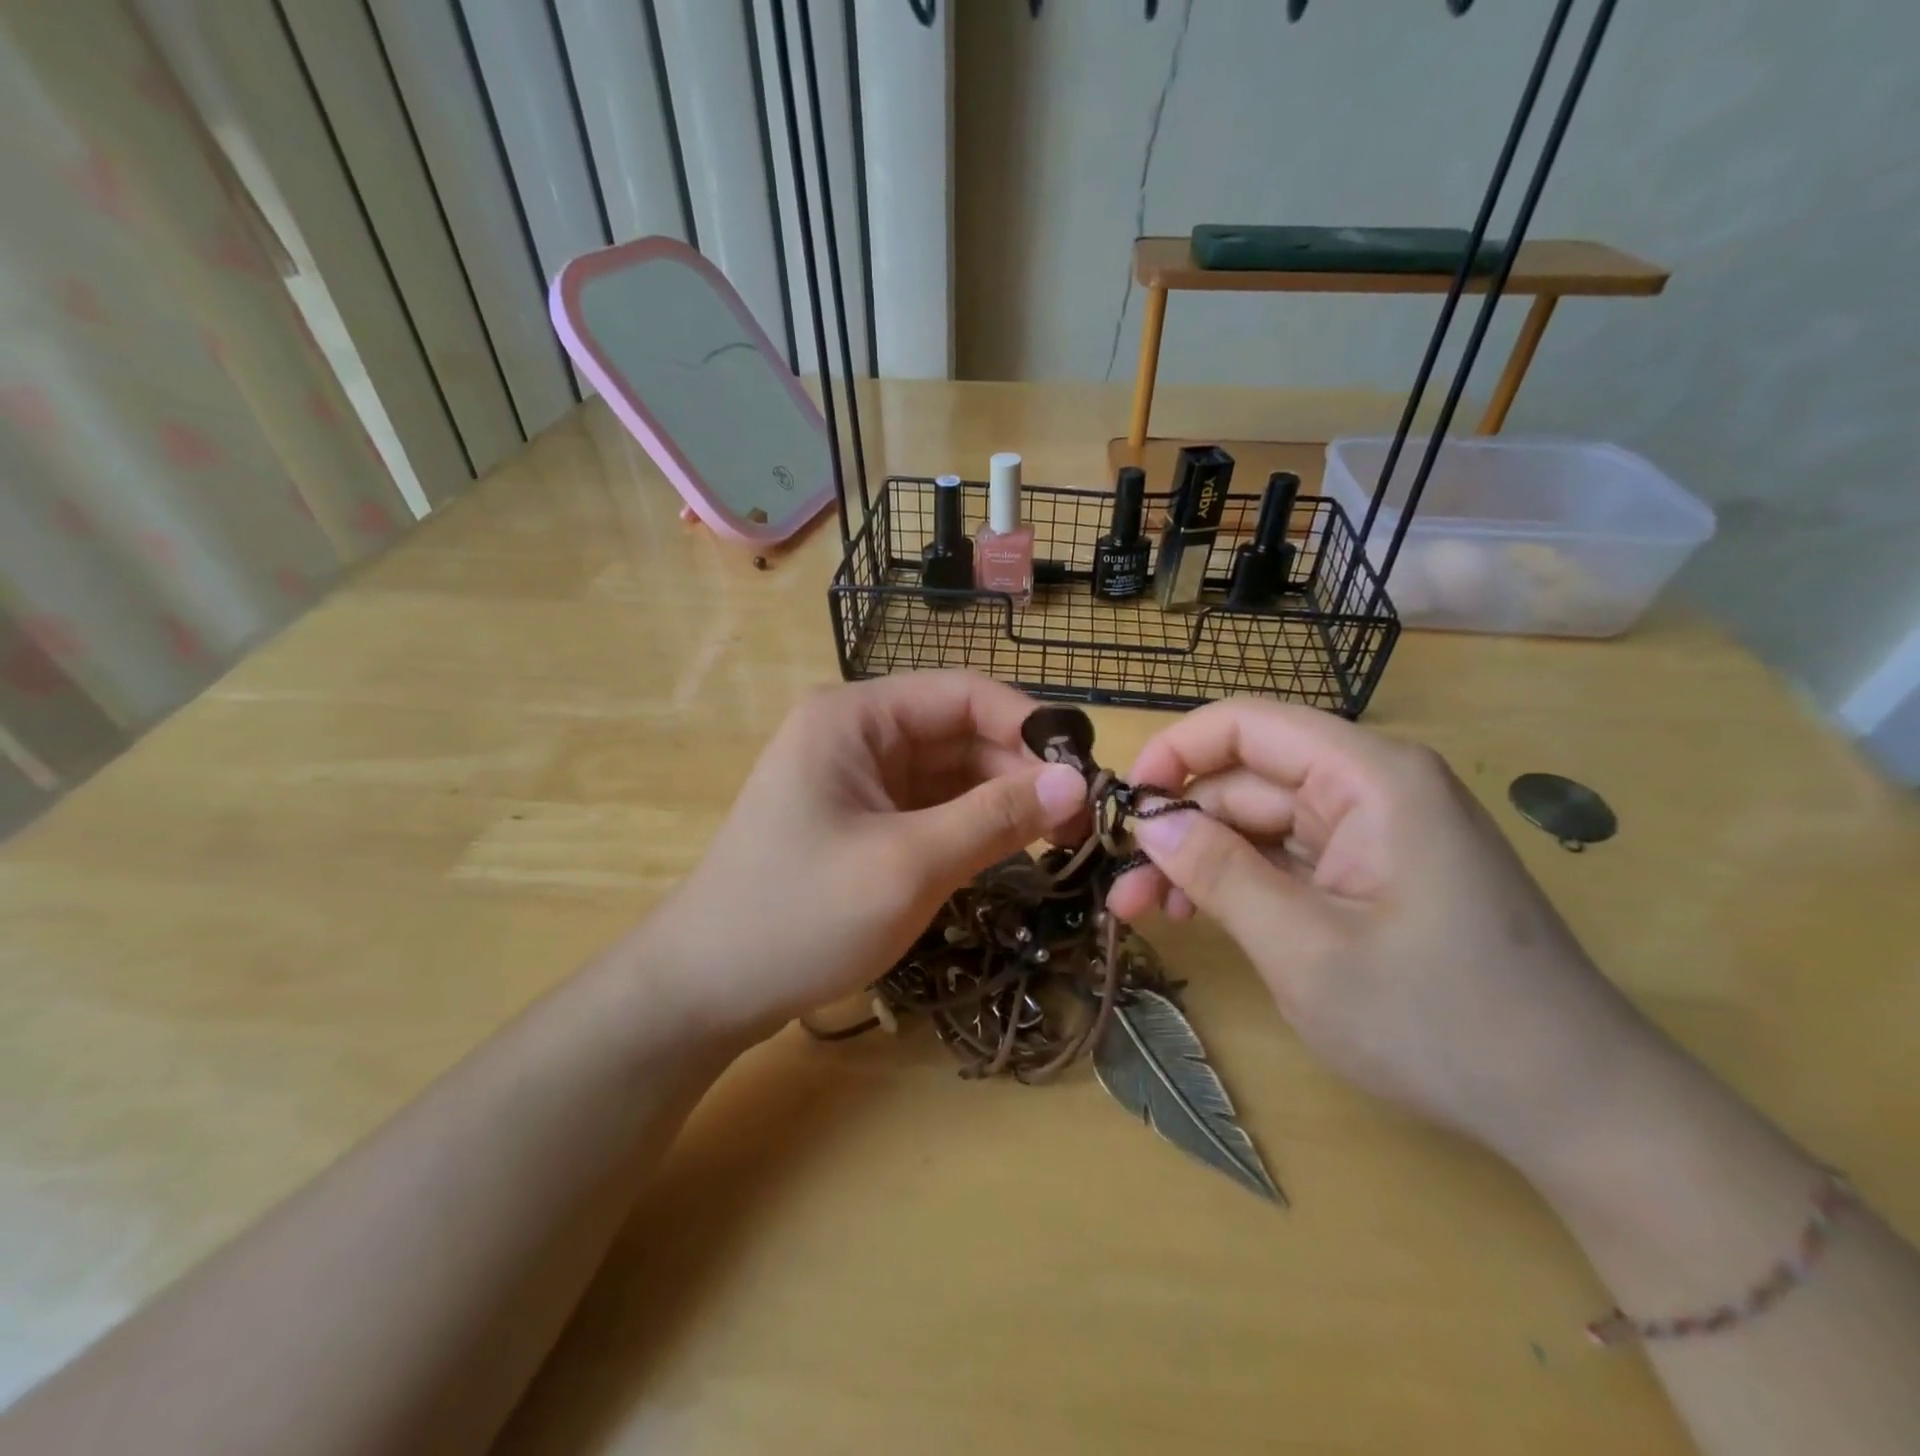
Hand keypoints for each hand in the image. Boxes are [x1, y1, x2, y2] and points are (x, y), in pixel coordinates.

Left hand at [640, 672, 1085, 1042]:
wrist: (706, 989)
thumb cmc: (799, 916)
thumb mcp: (908, 865)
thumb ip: (995, 818)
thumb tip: (1077, 782)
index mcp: (856, 716)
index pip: (963, 694)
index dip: (1029, 725)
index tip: (1086, 771)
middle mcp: (859, 734)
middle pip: (961, 734)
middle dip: (1021, 771)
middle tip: (1083, 821)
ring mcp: (860, 779)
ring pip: (952, 774)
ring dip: (1003, 801)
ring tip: (1061, 840)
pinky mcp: (863, 821)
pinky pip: (933, 807)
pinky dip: (974, 825)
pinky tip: (1014, 851)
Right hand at [1105, 700, 1659, 1164]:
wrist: (1576, 1110)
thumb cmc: (1439, 1022)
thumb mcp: (1304, 948)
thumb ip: (1218, 872)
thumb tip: (1147, 822)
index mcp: (1370, 777)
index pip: (1246, 724)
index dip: (1174, 752)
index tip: (1125, 807)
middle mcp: (1372, 787)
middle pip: (1247, 779)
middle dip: (1180, 827)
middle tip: (1123, 889)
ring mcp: (1374, 832)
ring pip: (1259, 821)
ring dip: (1201, 859)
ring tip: (1147, 911)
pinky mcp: (1373, 872)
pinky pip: (1287, 856)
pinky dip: (1239, 881)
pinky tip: (1200, 916)